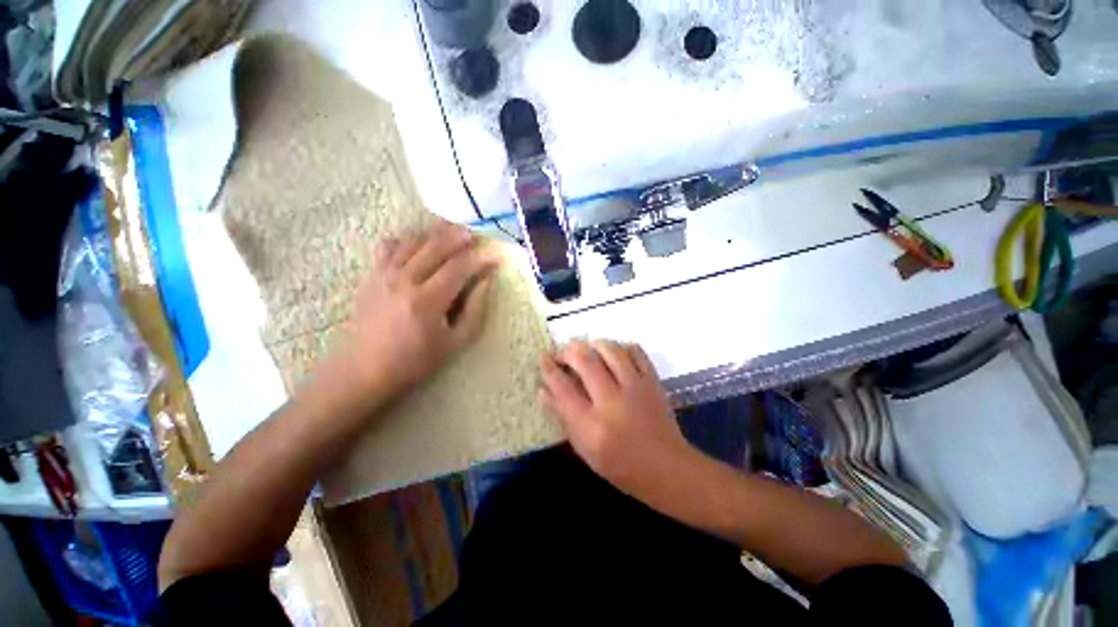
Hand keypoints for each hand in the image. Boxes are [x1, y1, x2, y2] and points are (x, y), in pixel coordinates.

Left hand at [334, 220, 497, 406]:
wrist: (363, 369)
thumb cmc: (415, 360)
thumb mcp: (455, 342)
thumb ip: (475, 309)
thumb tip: (486, 280)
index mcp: (427, 301)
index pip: (459, 267)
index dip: (480, 258)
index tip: (495, 256)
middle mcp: (404, 280)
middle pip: (436, 246)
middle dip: (460, 236)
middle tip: (477, 234)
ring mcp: (384, 274)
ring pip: (414, 240)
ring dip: (436, 233)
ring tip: (454, 232)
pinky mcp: (372, 275)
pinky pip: (389, 245)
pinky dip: (407, 239)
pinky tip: (419, 243)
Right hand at [539, 340, 697, 499]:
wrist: (666, 468)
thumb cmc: (620, 465)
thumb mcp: (584, 448)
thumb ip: (563, 417)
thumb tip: (543, 390)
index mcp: (592, 425)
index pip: (562, 388)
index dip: (549, 369)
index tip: (543, 358)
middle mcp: (612, 401)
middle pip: (585, 360)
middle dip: (569, 351)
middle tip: (564, 353)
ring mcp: (635, 387)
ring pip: (610, 349)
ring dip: (594, 344)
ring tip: (587, 350)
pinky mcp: (652, 381)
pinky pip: (635, 351)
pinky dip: (621, 347)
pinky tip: (615, 354)